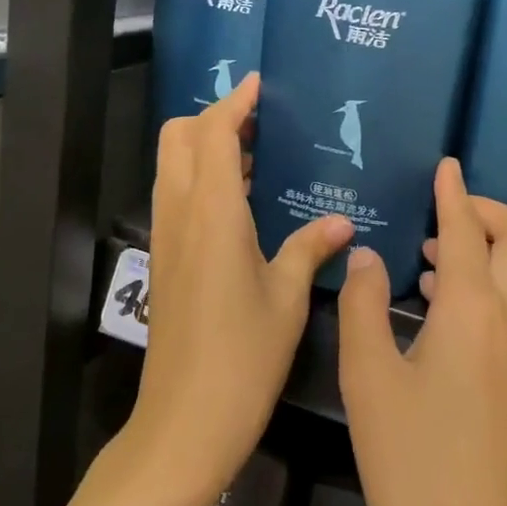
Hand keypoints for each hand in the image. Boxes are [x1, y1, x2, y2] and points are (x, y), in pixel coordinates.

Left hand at [130, 73, 354, 505]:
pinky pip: (177, 197)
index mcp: (212, 214)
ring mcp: (166, 238)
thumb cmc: (244, 356)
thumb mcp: (287, 298)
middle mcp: (180, 214)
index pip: (212, 134)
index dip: (233, 103)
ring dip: (204, 147)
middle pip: (178, 139)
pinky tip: (241, 201)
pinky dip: (200, 179)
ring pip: (172, 166)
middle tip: (258, 123)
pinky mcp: (165, 261)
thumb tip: (342, 224)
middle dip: (211, 118)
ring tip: (254, 154)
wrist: (185, 421)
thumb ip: (310, 249)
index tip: (258, 84)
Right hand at [336, 158, 506, 505]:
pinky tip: (433, 302)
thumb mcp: (370, 379)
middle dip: (486, 210)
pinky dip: (480, 281)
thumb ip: (364, 306)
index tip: (445, 164)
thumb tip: (366, 255)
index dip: (453, 192)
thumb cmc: (412, 466)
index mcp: (471, 311)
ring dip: (482, 245)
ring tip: (426, 251)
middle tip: (438, 210)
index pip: (465, 230)